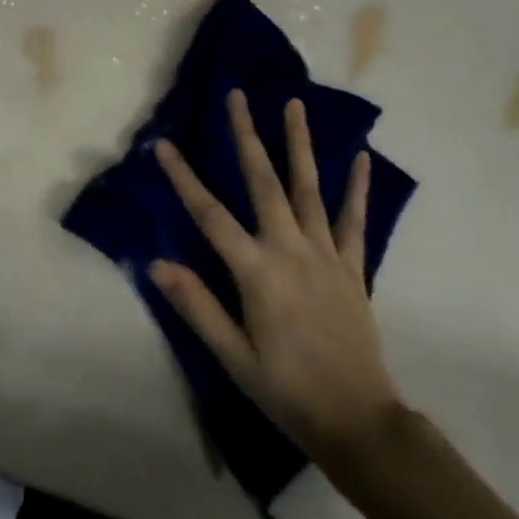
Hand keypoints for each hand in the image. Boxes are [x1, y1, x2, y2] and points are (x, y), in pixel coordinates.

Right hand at [149, 90, 402, 477]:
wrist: (359, 422)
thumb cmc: (287, 390)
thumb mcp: (233, 357)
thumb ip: (197, 306)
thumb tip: (157, 264)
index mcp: (257, 271)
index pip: (210, 215)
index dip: (184, 178)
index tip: (164, 144)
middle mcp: (290, 250)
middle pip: (263, 182)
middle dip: (246, 136)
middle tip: (237, 95)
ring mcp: (326, 254)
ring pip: (309, 188)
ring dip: (299, 143)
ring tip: (294, 104)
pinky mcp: (352, 267)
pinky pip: (355, 221)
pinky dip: (356, 188)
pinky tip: (361, 158)